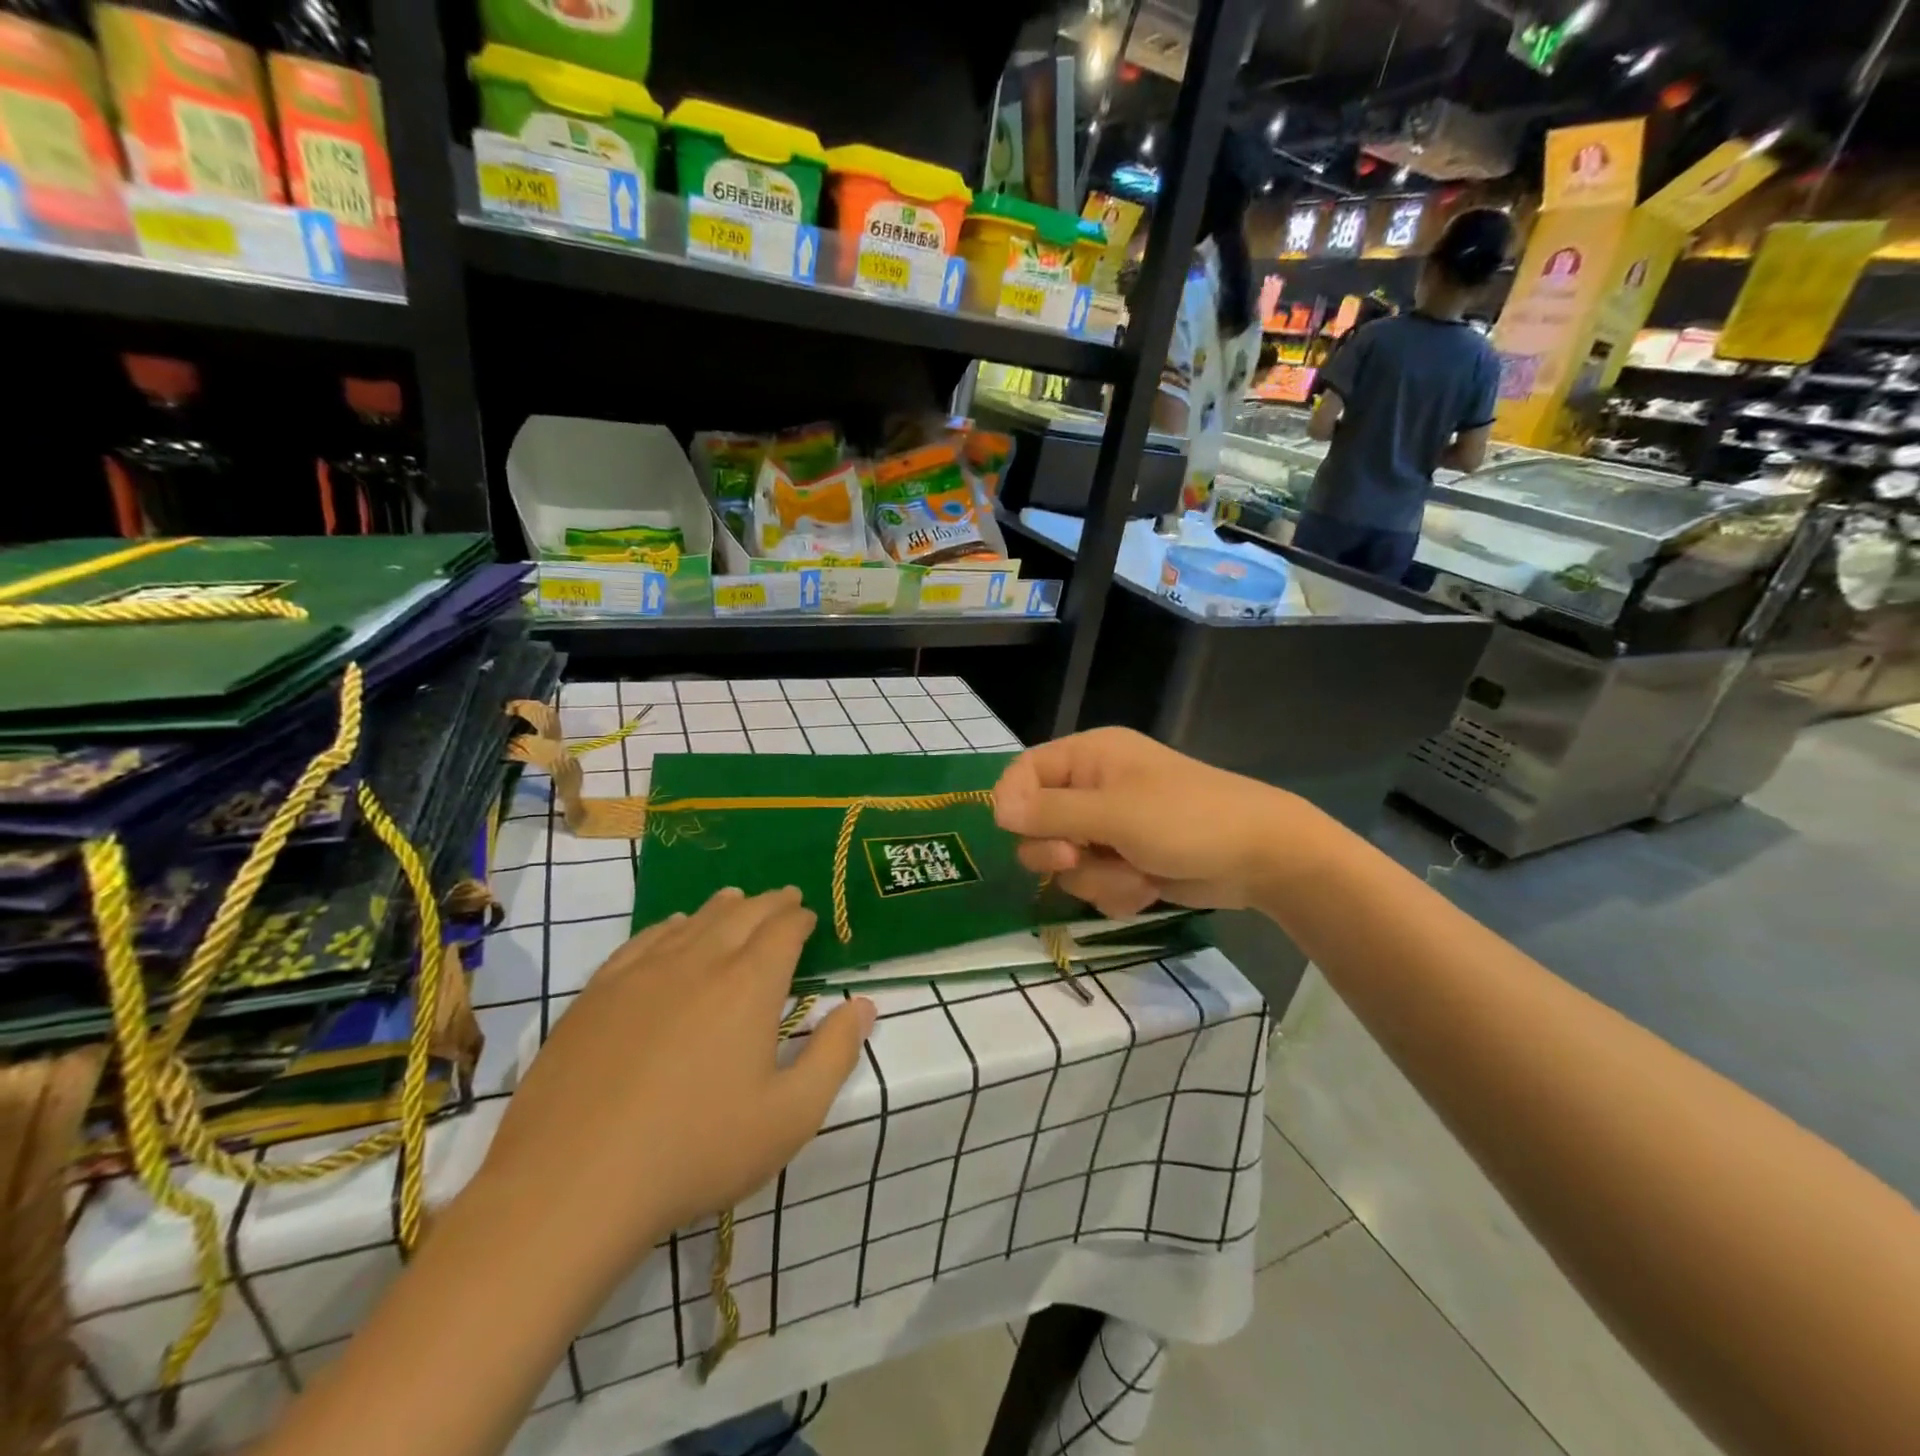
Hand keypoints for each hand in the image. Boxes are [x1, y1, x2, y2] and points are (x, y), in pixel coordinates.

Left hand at [476, 887, 874, 1275]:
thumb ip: (834, 1054)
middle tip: (784, 898)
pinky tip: (672, 928)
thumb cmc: (696, 1151)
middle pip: (741, 915)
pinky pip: (643, 940)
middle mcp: (699, 961)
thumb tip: (864, 1004)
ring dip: (722, 907)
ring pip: (693, 921)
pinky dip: (668, 926)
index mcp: (749, 984)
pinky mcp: (598, 993)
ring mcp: (642, 973)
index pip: (783, 930)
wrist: (571, 1184)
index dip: (800, 918)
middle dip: (769, 903)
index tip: (809, 916)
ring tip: (736, 900)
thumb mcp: (789, 1116)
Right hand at [992, 728, 1303, 917]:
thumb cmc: (1187, 819)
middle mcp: (1092, 788)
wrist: (1262, 857)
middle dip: (1059, 852)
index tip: (1022, 835)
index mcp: (1088, 757)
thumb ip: (1052, 812)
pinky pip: (1094, 882)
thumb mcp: (1115, 813)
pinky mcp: (1125, 861)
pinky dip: (1116, 891)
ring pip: (1066, 863)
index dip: (1015, 805)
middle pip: (1037, 824)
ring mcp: (1109, 827)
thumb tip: (997, 808)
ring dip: (1096, 878)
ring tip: (1136, 875)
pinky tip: (1147, 887)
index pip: (1022, 773)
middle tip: (1080, 858)